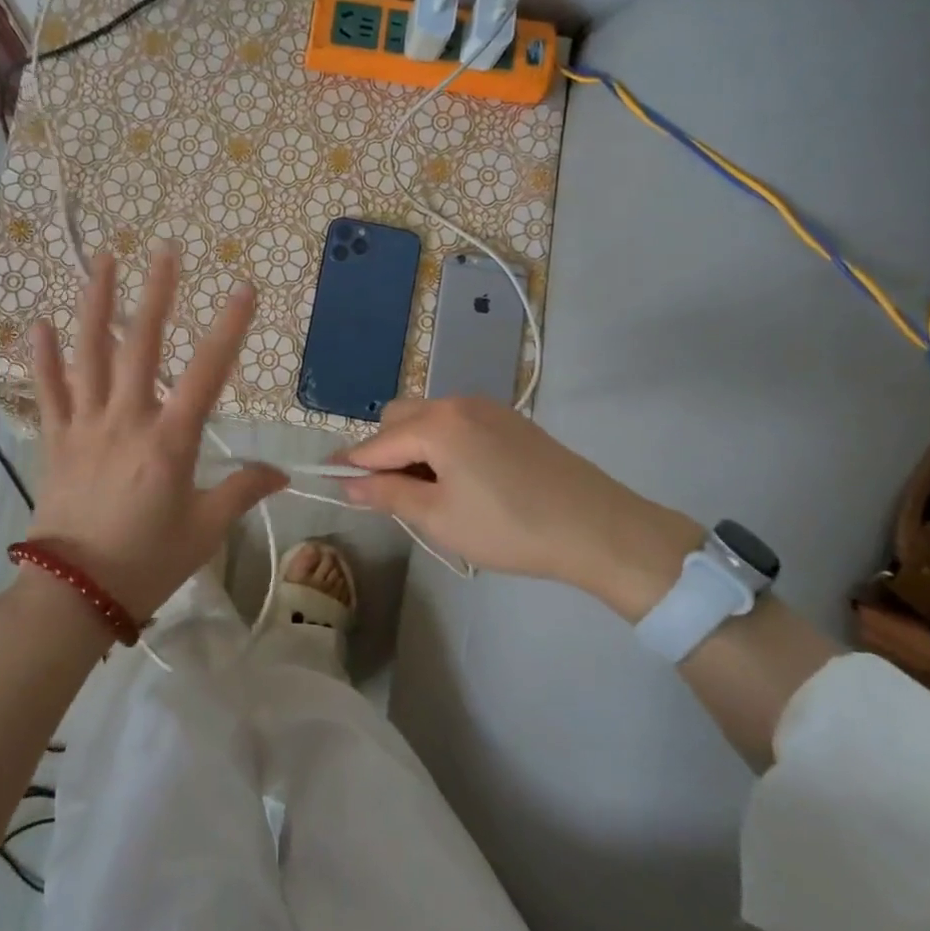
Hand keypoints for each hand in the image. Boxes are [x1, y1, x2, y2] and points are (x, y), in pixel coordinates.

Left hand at [26, 247, 286, 620]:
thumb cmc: (147, 561)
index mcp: (169, 441)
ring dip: (96, 305)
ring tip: (103, 262)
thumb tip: (281, 473)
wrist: (73, 595)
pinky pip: (47, 391)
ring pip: (90, 354)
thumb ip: (242, 491)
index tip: (244, 289)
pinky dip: (42, 357)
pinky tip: (38, 323)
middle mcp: (126, 420)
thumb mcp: (205, 530)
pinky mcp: (55, 439)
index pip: (207, 373)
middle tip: (164, 250)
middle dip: (157, 294)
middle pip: (142, 345)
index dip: (229, 328)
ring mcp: (85, 425)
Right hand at [341, 397, 701, 617]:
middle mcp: (457, 403)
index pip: (376, 442)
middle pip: (399, 417)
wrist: (597, 527)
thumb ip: (388, 495)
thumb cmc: (509, 527)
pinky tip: (463, 480)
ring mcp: (487, 408)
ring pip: (429, 417)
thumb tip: (348, 483)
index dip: (351, 464)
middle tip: (394, 495)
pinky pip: (457, 422)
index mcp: (436, 423)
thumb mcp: (440, 518)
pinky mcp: (510, 420)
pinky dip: (442, 443)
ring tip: (430, 491)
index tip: (331, 482)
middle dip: (384, 451)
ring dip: (414, 446)